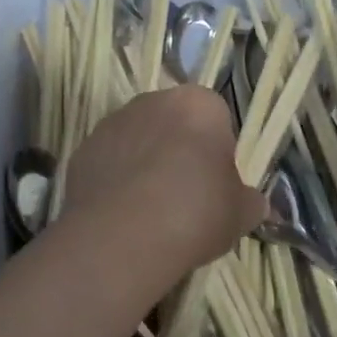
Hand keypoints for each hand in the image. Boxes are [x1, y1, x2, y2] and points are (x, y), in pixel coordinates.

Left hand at [60, 85, 269, 278]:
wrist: (122, 236)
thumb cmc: (195, 212)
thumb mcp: (239, 214)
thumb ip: (249, 201)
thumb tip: (253, 203)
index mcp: (199, 104)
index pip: (216, 117)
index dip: (217, 151)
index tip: (216, 184)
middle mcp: (153, 100)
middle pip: (174, 122)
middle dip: (179, 150)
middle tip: (185, 195)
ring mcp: (113, 122)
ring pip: (138, 138)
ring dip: (145, 162)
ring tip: (150, 209)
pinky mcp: (83, 148)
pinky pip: (109, 160)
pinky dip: (116, 179)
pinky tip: (122, 214)